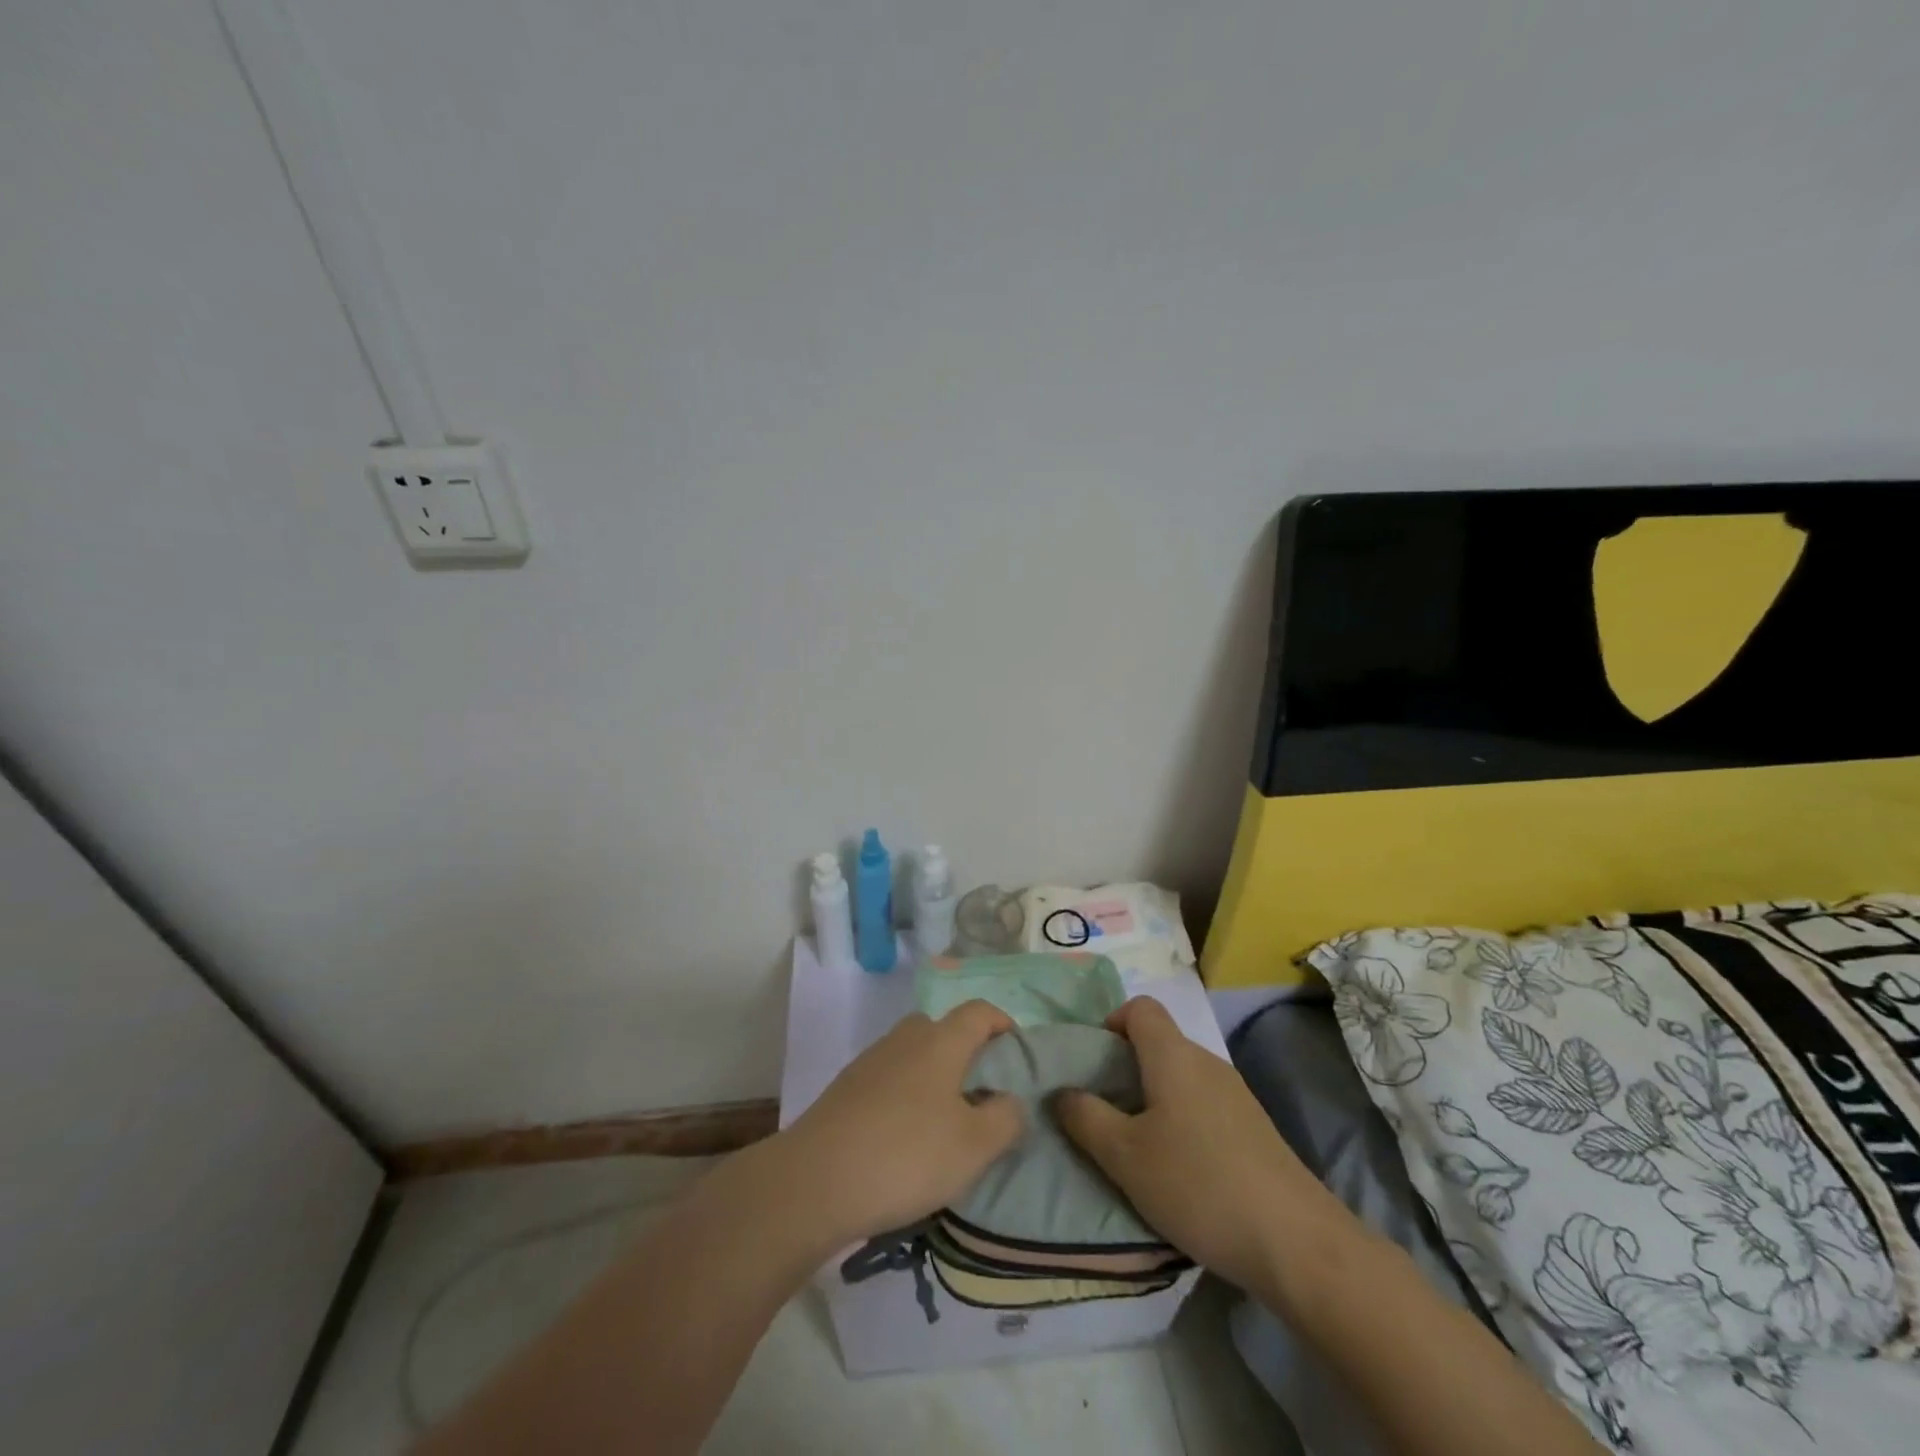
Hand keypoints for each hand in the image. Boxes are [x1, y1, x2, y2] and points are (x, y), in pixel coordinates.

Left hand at [771, 1000, 1024, 1247]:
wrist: (816, 1181)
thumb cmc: (907, 1155)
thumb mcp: (975, 1146)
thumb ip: (1005, 1118)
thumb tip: (1009, 1099)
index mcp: (940, 1040)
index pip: (979, 1011)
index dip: (1002, 1023)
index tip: (1017, 1054)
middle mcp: (905, 1039)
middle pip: (943, 1029)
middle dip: (966, 1052)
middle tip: (981, 1095)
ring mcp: (870, 1061)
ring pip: (913, 1055)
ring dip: (934, 1077)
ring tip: (945, 1123)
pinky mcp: (845, 1089)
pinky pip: (889, 1080)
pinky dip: (905, 1096)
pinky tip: (905, 1138)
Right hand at [1054, 997, 1338, 1294]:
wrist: (1296, 1242)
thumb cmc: (1197, 1185)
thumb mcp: (1125, 1156)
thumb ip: (1086, 1118)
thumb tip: (1062, 1092)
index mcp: (1173, 1055)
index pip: (1141, 1008)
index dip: (1112, 1024)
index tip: (1095, 1065)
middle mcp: (1207, 1062)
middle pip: (1160, 1042)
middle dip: (1127, 1068)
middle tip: (1106, 1113)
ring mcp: (1236, 1094)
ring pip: (1182, 1077)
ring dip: (1154, 1098)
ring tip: (1139, 1147)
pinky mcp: (1255, 1128)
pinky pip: (1205, 1104)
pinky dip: (1183, 1120)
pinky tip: (1181, 1170)